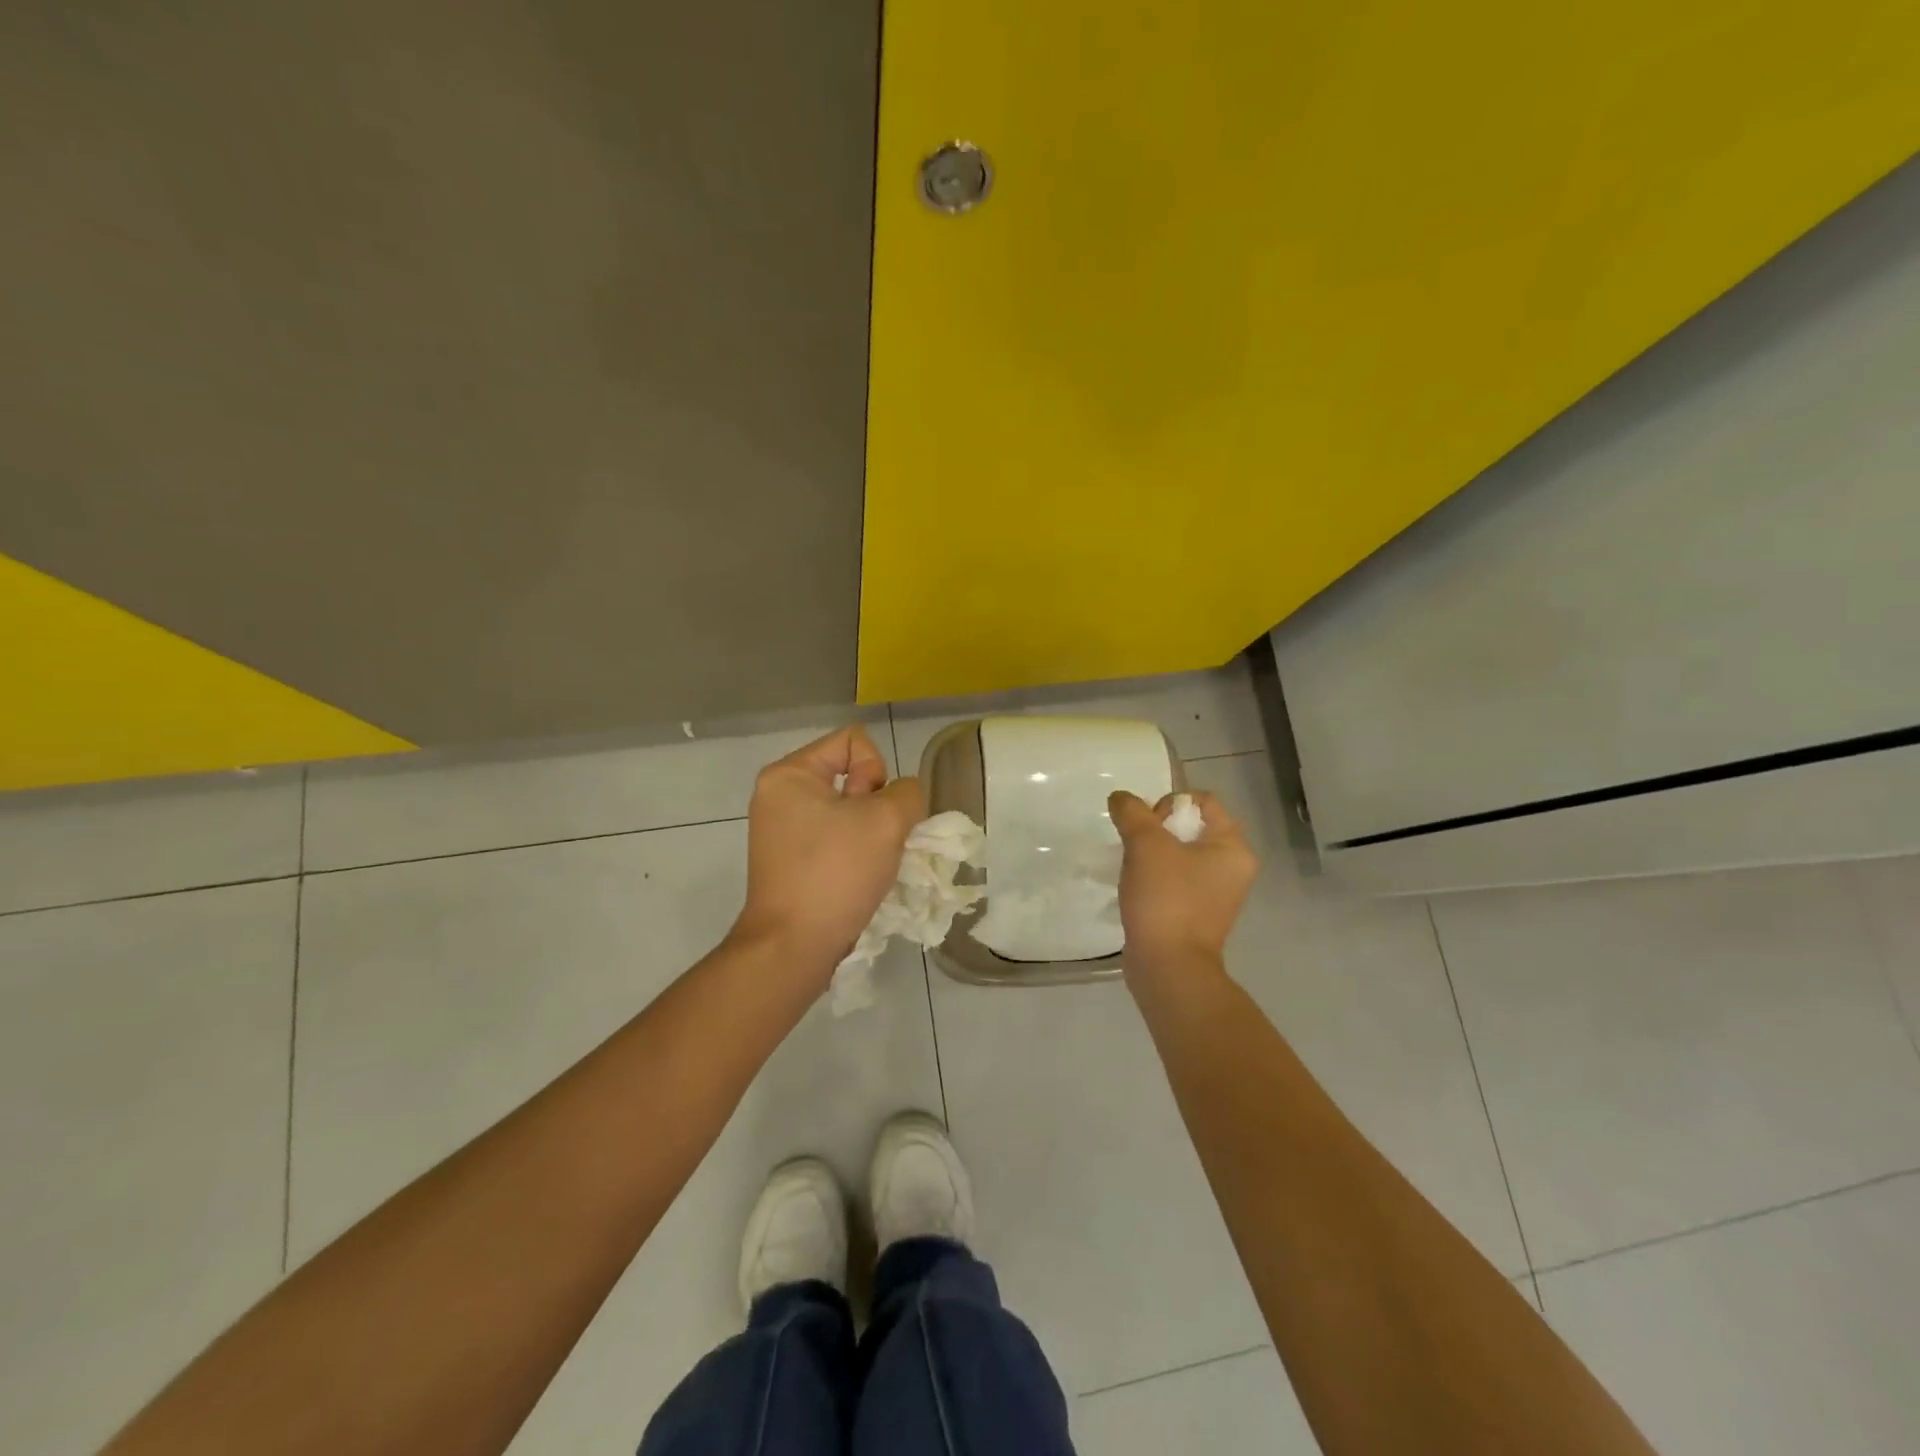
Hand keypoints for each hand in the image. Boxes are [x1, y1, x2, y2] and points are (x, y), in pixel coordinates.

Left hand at [732, 725, 924, 974]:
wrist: (793, 946)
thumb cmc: (834, 873)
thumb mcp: (886, 820)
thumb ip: (908, 792)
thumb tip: (901, 799)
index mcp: (789, 773)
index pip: (853, 740)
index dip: (876, 769)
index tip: (872, 810)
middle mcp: (780, 794)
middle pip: (851, 774)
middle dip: (875, 804)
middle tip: (872, 840)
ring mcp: (783, 830)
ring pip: (848, 809)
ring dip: (871, 831)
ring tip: (869, 862)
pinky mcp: (791, 860)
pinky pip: (836, 836)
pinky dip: (855, 851)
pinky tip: (860, 876)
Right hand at [1109, 789, 1257, 975]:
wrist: (1167, 967)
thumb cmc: (1166, 899)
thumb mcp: (1145, 845)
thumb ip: (1132, 813)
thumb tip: (1120, 798)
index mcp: (1233, 847)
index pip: (1204, 802)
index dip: (1170, 803)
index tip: (1148, 825)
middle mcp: (1231, 868)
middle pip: (1190, 827)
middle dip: (1156, 829)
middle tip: (1135, 845)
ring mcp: (1214, 894)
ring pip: (1179, 854)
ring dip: (1151, 853)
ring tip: (1131, 866)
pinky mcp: (1195, 914)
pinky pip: (1174, 880)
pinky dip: (1153, 878)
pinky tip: (1134, 887)